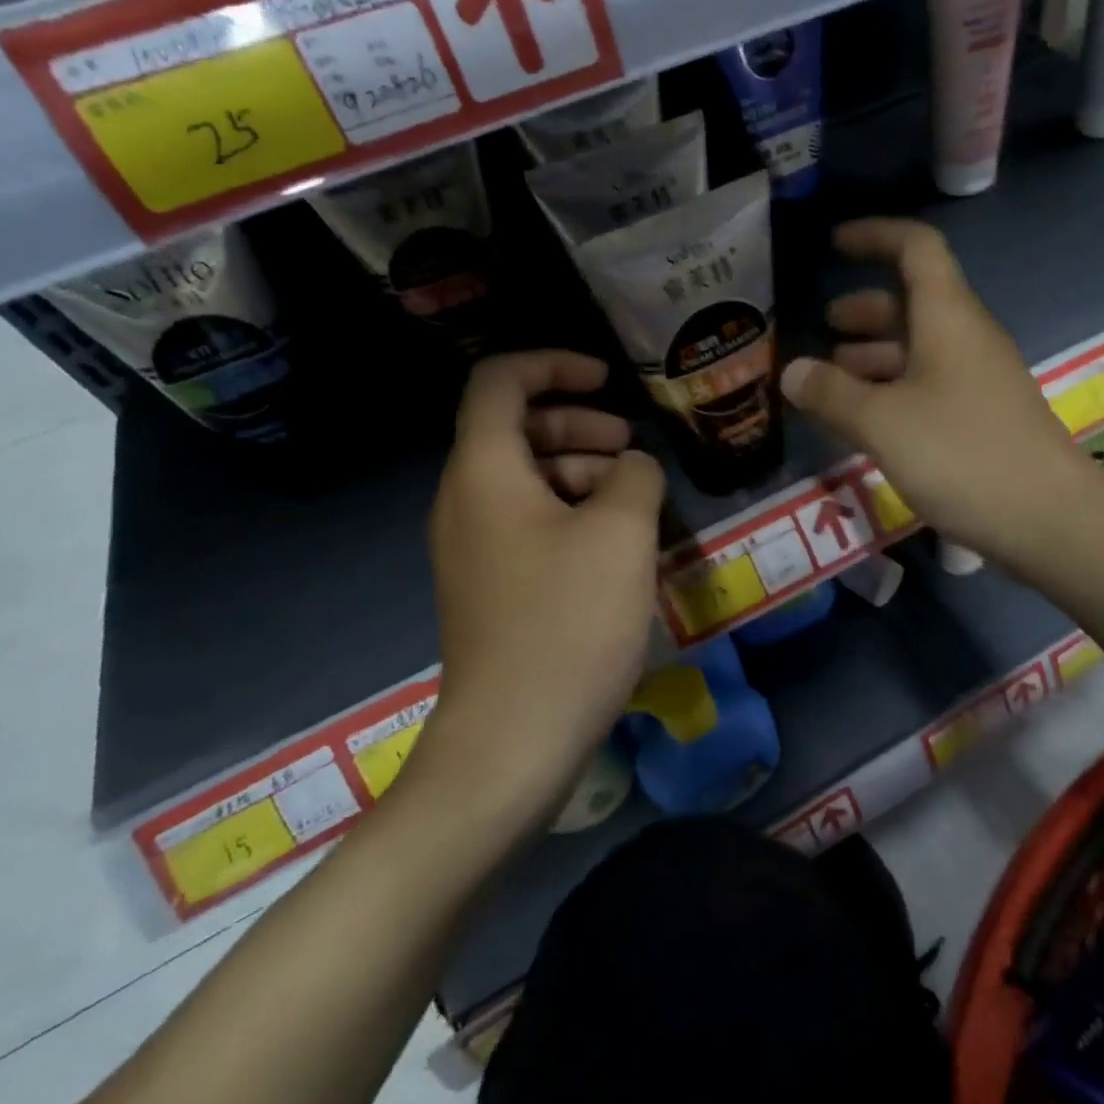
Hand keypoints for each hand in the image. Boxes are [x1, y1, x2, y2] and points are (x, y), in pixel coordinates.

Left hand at [409, 351, 664, 821]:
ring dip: (582, 473)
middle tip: (631, 449)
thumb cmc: (568, 623)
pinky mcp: (492, 589)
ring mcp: (475, 549)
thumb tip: (631, 467)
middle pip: (516, 432)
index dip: (555, 364)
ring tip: (637, 501)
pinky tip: (618, 547)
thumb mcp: (621, 534)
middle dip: (578, 425)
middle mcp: (466, 502)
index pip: (500, 383)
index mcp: (485, 473)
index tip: (608, 381)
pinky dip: (573, 515)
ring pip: (527, 482)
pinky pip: (530, 526)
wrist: (513, 739)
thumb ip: (634, 476)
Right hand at [780, 219, 1093, 572]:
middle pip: (912, 303)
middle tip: (823, 328)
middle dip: (864, 311)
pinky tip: (866, 423)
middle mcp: (966, 339)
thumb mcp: (883, 422)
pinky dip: (892, 392)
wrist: (1048, 518)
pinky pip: (929, 387)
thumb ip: (832, 394)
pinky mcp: (982, 419)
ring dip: (874, 357)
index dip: (875, 236)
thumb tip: (792, 373)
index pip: (916, 248)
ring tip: (831, 382)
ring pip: (919, 350)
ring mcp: (978, 380)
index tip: (834, 245)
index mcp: (947, 318)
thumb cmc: (962, 454)